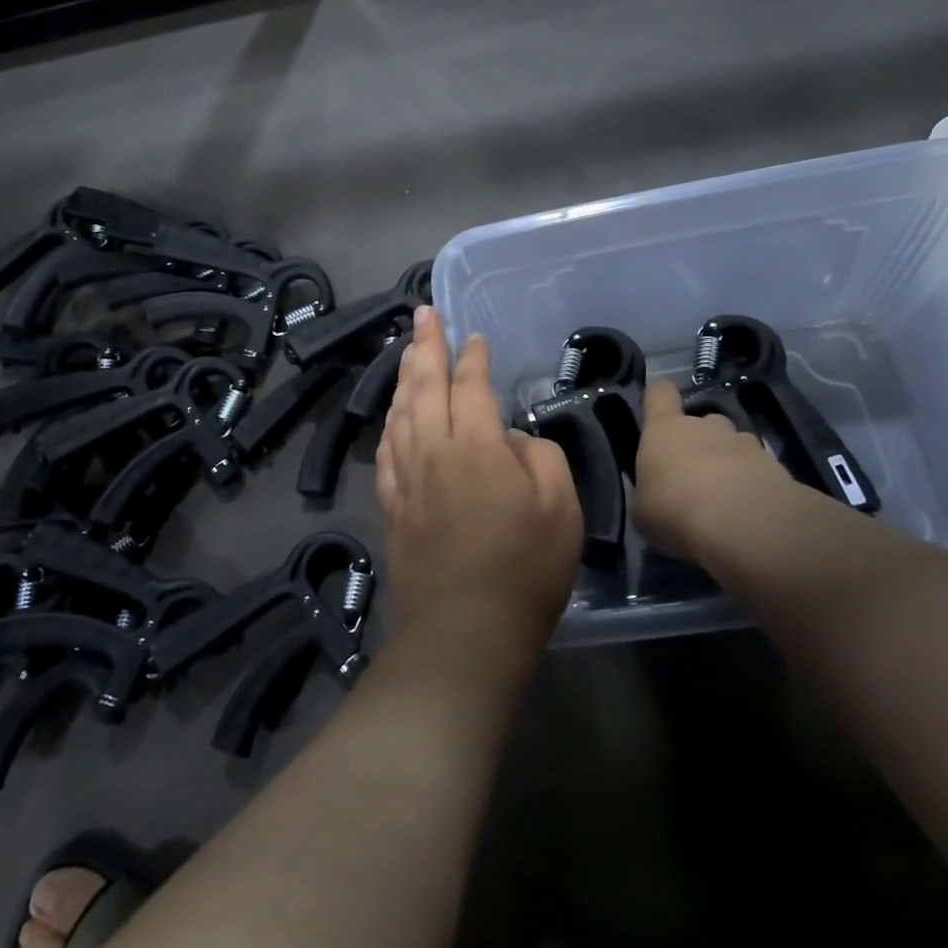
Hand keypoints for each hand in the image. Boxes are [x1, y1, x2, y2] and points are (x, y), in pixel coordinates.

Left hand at [377, 306, 582, 651]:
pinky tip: (392, 417)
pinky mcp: (393, 507)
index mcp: (475, 447)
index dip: (472, 357)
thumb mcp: (560, 508)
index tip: (473, 335)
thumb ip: (536, 457)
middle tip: (423, 313)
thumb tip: (507, 439)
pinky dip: (389, 424)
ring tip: (407, 352)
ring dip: (403, 378)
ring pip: (399, 414)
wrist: (464, 634)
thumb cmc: (525, 571)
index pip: (471, 386)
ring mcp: (407, 479)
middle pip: (424, 386)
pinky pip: (387, 452)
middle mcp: (433, 451)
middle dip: (425, 345)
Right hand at [633, 379, 809, 560]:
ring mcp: (744, 443)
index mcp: (665, 429)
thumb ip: (649, 493)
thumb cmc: (674, 509)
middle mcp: (705, 426)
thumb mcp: (643, 510)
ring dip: (730, 463)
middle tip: (695, 477)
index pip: (660, 393)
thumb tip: (655, 495)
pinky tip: (751, 513)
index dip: (658, 399)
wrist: (740, 523)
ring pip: (734, 444)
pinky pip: (760, 471)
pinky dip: (755, 486)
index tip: (657, 412)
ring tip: (727, 498)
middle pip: (703, 421)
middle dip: (701, 442)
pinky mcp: (776, 466)